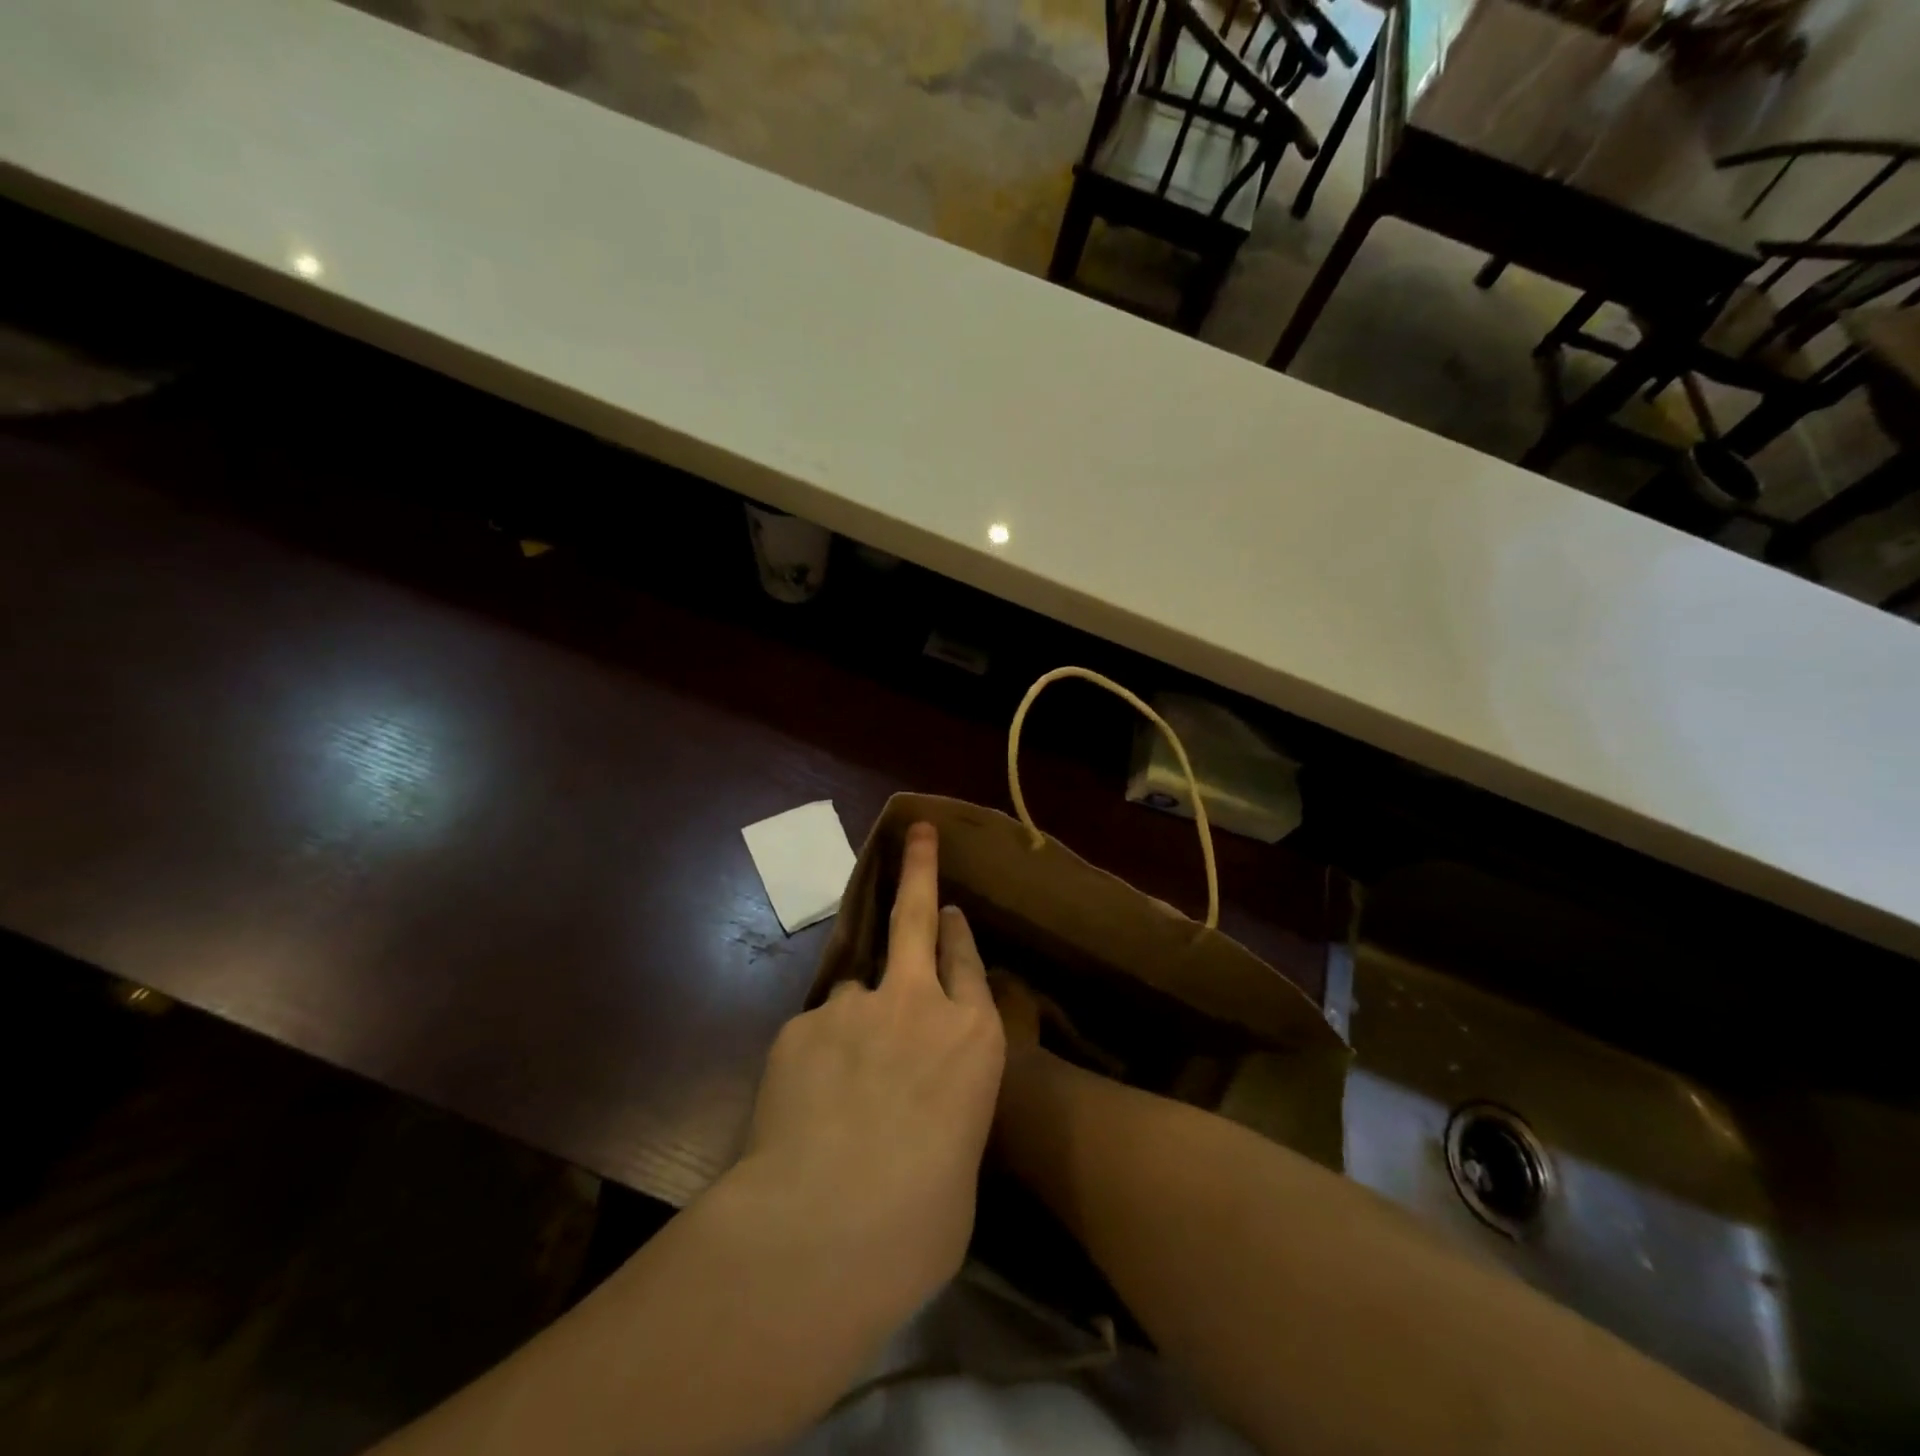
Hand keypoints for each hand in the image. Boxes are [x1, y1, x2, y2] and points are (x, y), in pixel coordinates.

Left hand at [739, 822, 1005, 1319]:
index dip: (957, 933)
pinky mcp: (800, 1027)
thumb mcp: (961, 1163)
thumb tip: (921, 1117)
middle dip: (919, 869)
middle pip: (916, 917)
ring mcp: (854, 1008)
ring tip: (844, 1078)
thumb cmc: (922, 1218)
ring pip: (856, 989)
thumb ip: (946, 1114)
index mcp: (972, 1038)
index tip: (949, 911)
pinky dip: (815, 1058)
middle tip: (918, 833)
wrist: (827, 1227)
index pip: (967, 963)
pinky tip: (807, 1105)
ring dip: (857, 1016)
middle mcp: (916, 1005)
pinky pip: (814, 1033)